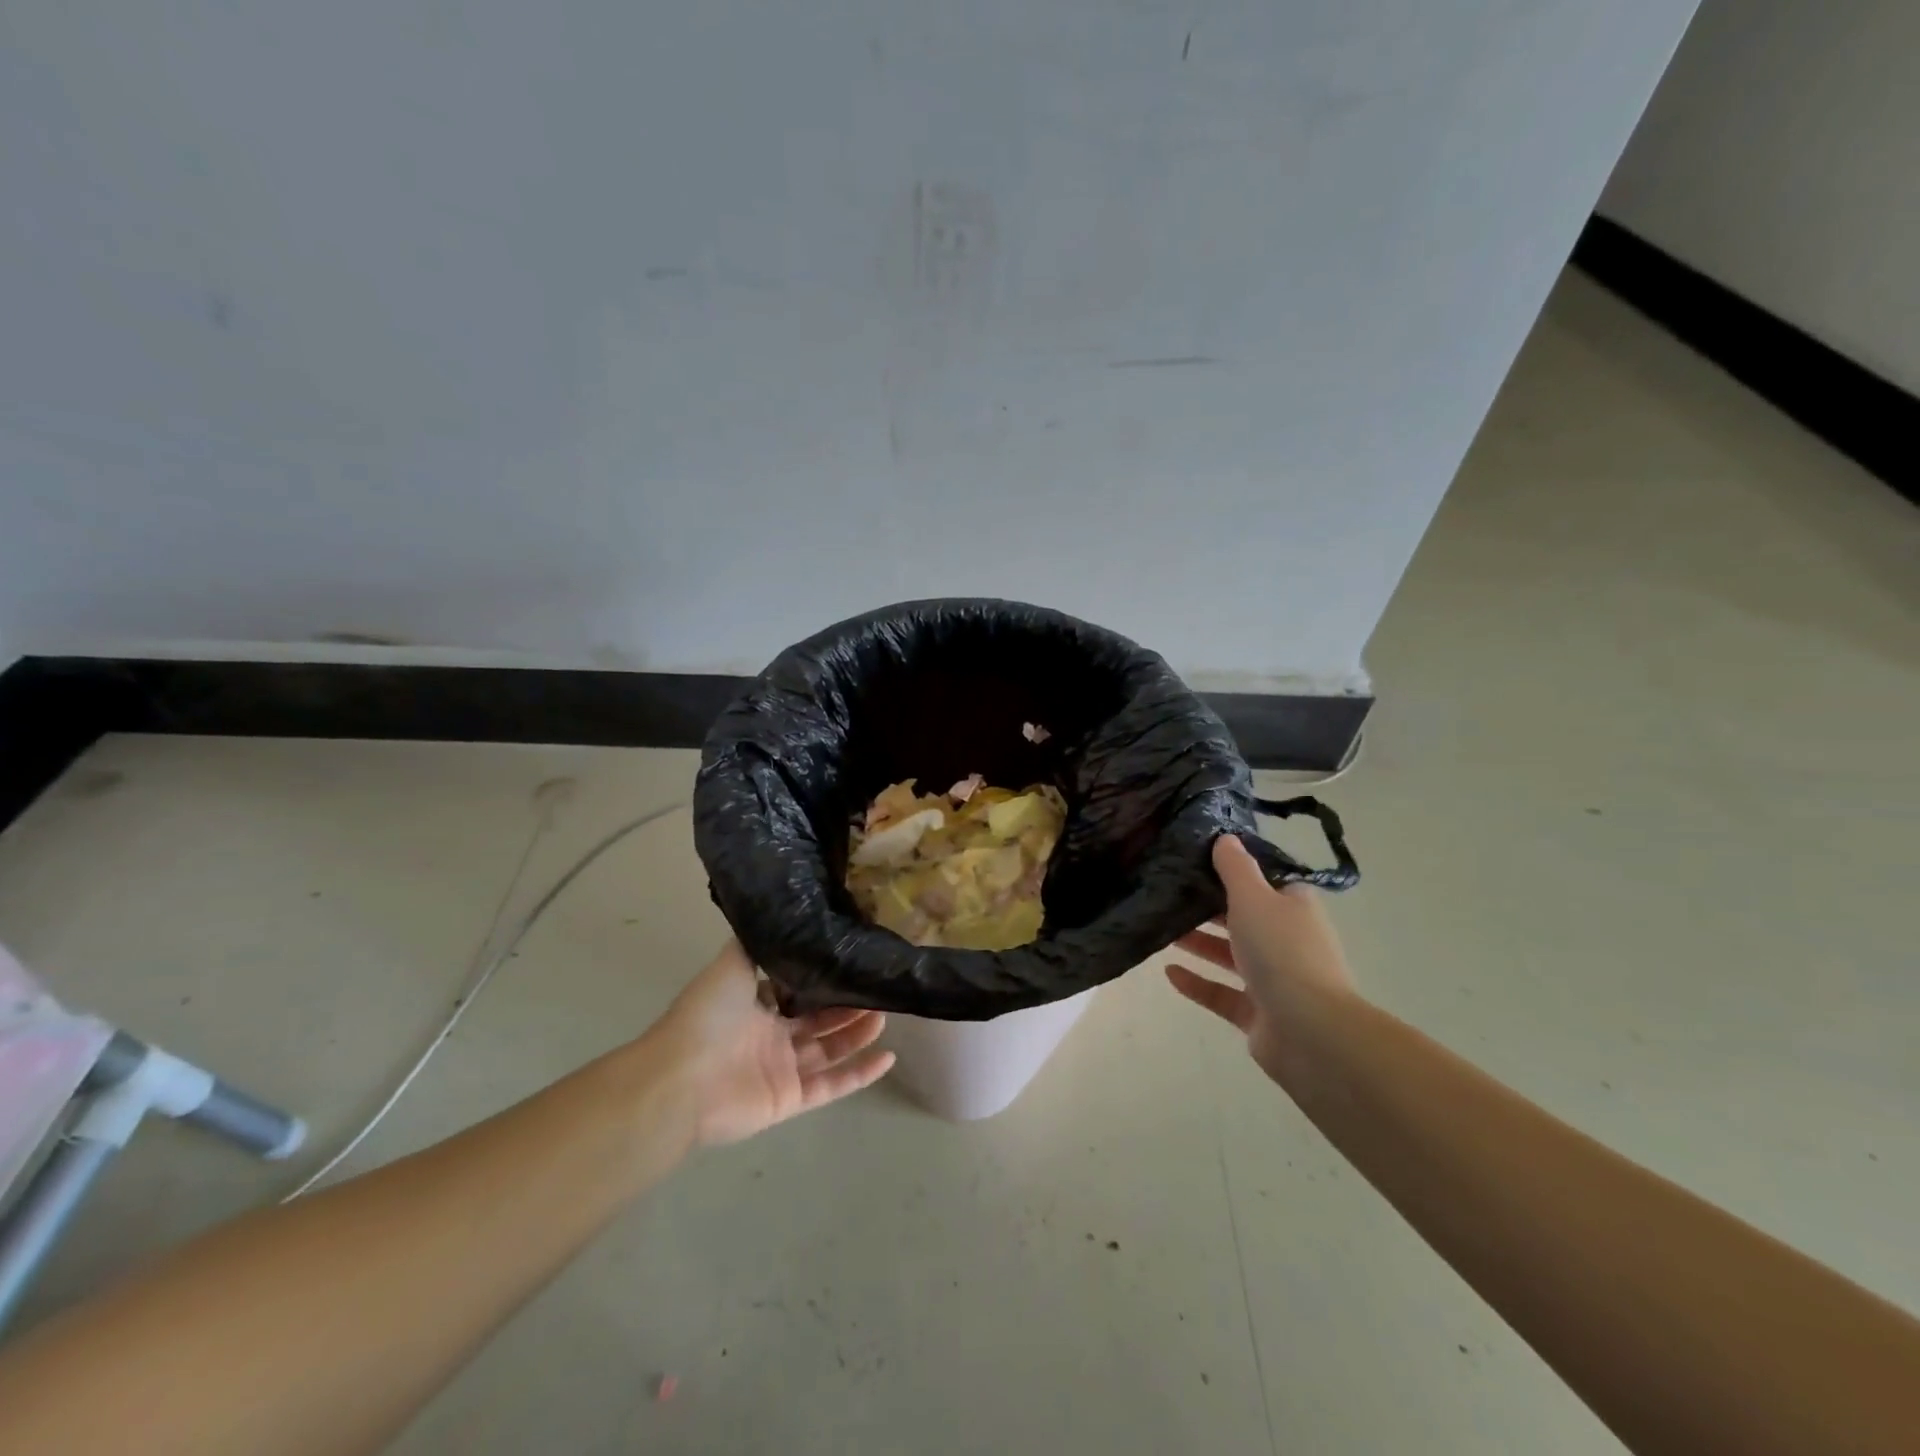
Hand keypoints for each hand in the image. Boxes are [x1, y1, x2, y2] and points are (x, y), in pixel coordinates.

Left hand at [655, 940, 894, 1145]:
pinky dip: (859, 1074)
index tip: (852, 959)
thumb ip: (758, 945)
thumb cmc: (707, 1016)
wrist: (682, 1079)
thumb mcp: (732, 964)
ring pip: (829, 1049)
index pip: (796, 990)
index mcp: (755, 1005)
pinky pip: (832, 1086)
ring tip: (886, 1013)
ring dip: (857, 1033)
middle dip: (847, 1004)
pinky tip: (888, 1058)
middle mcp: (770, 1036)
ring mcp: (782, 1069)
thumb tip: (782, 915)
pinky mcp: (790, 1099)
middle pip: (818, 1019)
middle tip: (878, 986)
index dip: (822, 977)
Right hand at [1166, 835, 1356, 1085]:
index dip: (1232, 871)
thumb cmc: (1282, 951)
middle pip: (1243, 917)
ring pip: (1230, 955)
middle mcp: (1286, 940)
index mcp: (1293, 907)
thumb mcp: (1254, 897)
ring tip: (1160, 929)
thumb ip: (1235, 868)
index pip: (1263, 882)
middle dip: (1207, 907)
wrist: (1310, 1031)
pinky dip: (1197, 982)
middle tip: (1168, 892)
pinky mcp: (1258, 1013)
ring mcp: (1274, 980)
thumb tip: (1225, 837)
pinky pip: (1221, 992)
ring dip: (1198, 942)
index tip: (1194, 861)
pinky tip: (1168, 972)